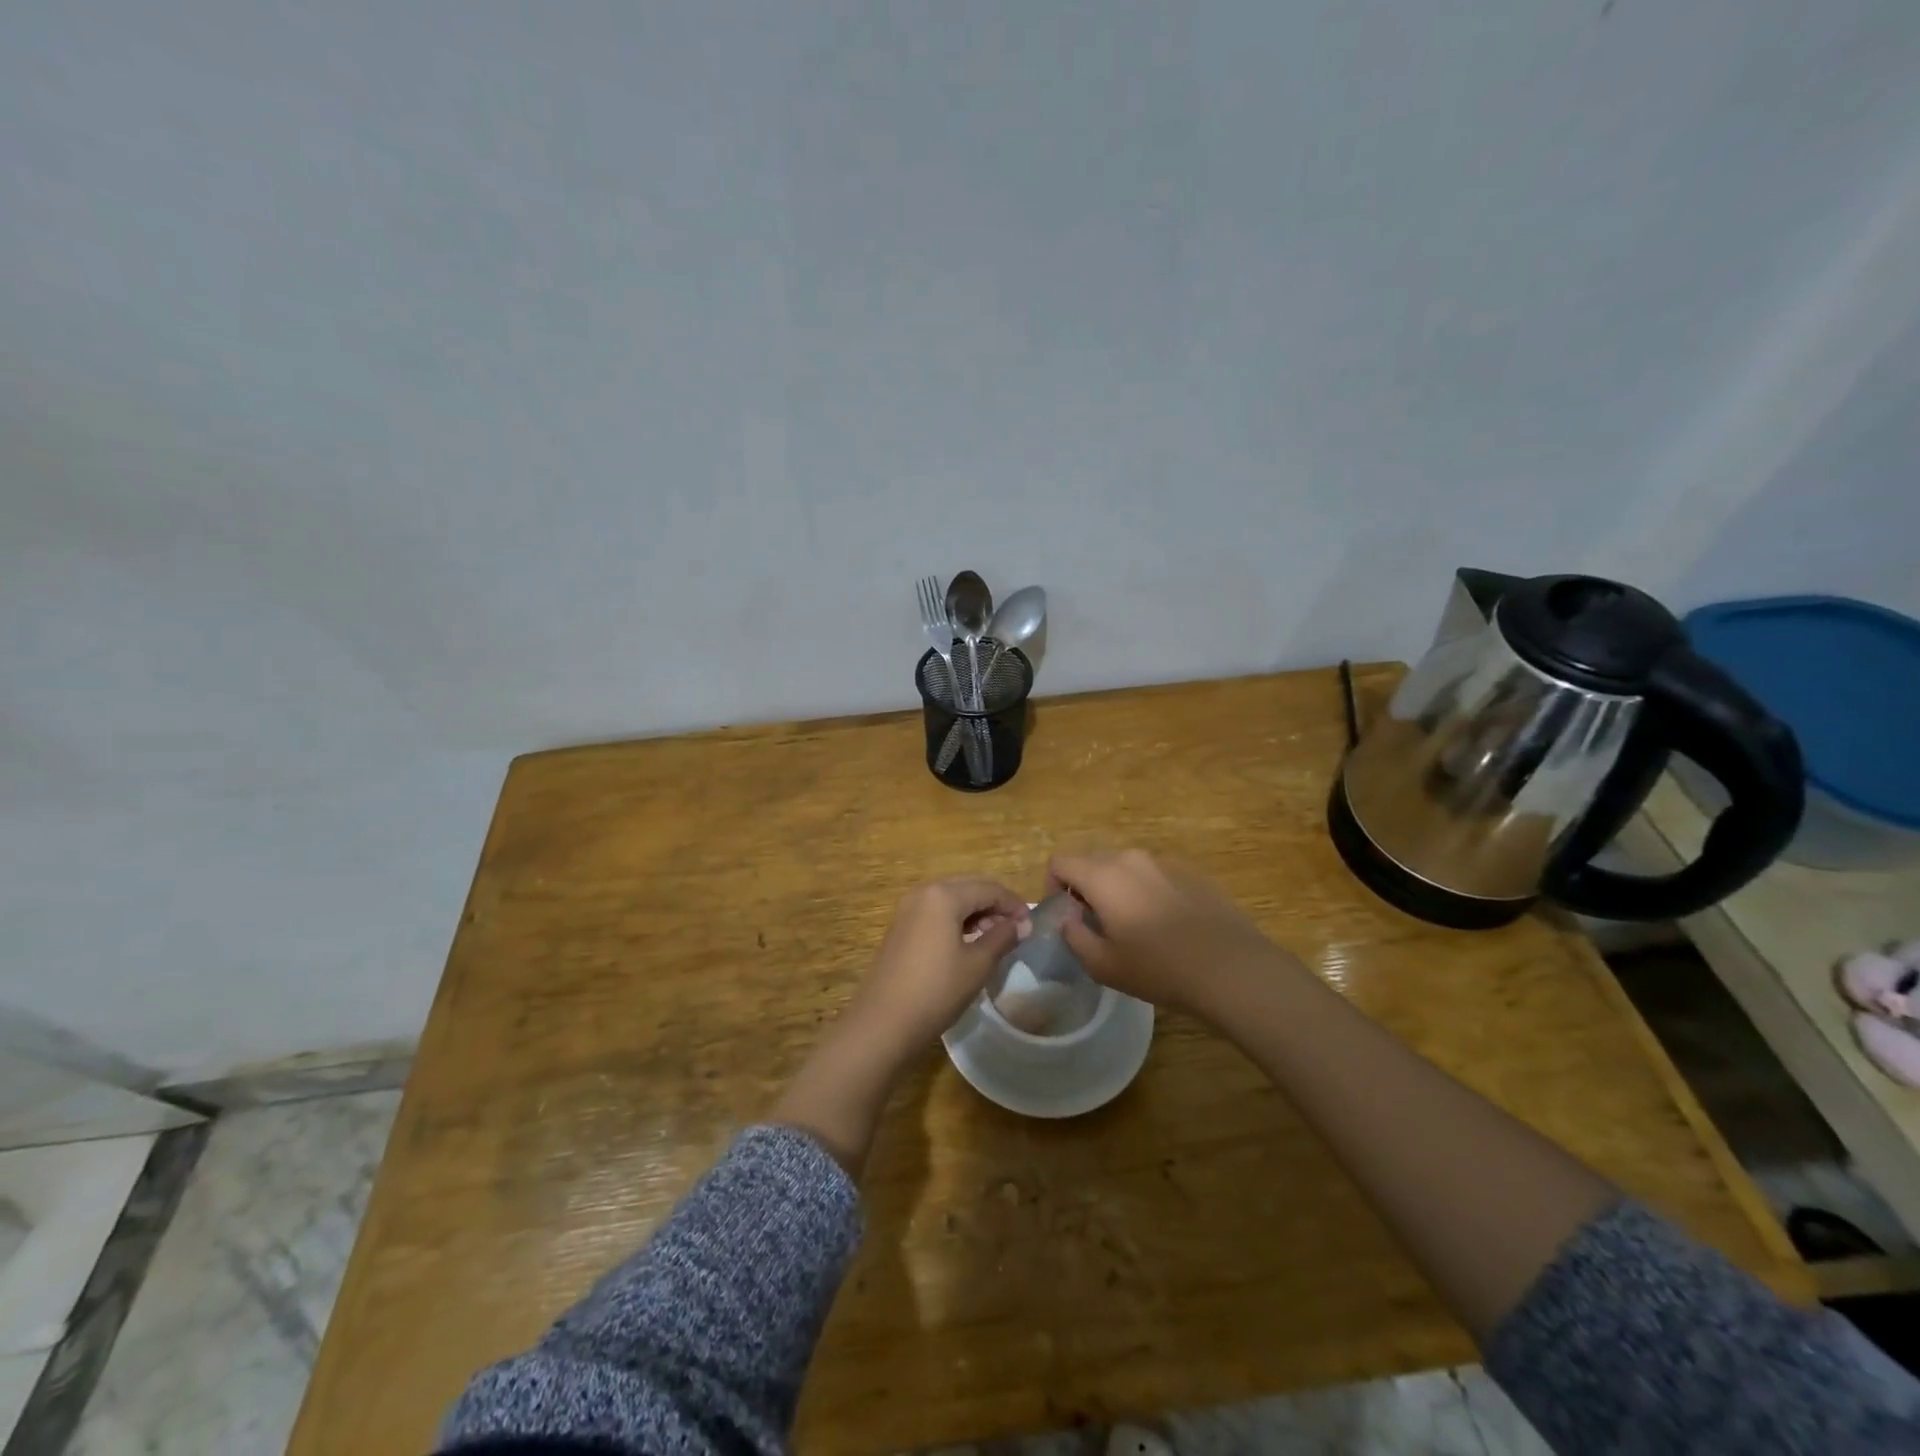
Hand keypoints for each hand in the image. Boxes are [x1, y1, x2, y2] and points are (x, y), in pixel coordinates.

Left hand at [846, 877, 1028, 1057]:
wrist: (883, 1022)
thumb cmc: (936, 990)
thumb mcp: (977, 965)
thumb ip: (1002, 938)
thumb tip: (1022, 925)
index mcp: (944, 895)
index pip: (989, 888)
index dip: (1013, 904)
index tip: (1031, 926)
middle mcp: (924, 893)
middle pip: (969, 888)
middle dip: (995, 905)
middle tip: (1015, 930)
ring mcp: (908, 909)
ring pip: (952, 899)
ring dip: (976, 913)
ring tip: (995, 939)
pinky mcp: (901, 927)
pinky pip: (936, 912)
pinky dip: (957, 921)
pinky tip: (968, 943)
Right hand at [1047, 850, 1297, 1019]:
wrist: (1232, 969)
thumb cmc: (1159, 969)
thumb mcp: (1103, 965)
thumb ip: (1073, 936)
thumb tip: (1068, 918)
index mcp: (1103, 876)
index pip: (1060, 862)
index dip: (1053, 887)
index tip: (1066, 917)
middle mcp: (1131, 858)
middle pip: (1092, 861)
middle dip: (1085, 889)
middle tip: (1096, 926)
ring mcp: (1165, 862)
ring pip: (1125, 868)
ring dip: (1117, 890)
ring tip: (1134, 928)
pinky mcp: (1192, 872)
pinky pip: (1155, 875)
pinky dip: (1148, 892)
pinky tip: (1167, 927)